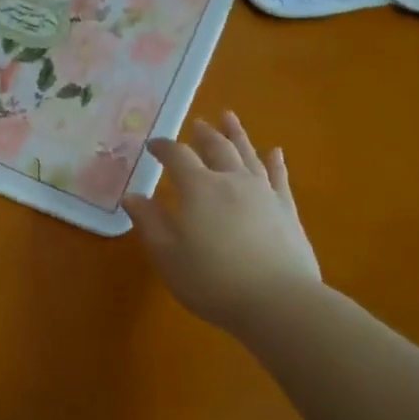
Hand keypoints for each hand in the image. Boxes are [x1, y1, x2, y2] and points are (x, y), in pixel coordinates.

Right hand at [122, 112, 320, 333]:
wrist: (278, 301)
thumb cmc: (212, 280)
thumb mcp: (168, 255)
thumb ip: (149, 222)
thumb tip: (132, 196)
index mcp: (199, 189)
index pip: (178, 157)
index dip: (164, 148)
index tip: (153, 145)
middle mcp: (232, 181)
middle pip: (217, 148)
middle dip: (204, 134)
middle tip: (197, 123)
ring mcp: (263, 193)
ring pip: (248, 155)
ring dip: (237, 135)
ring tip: (229, 118)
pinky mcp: (286, 210)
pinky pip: (279, 177)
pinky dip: (274, 162)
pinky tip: (275, 152)